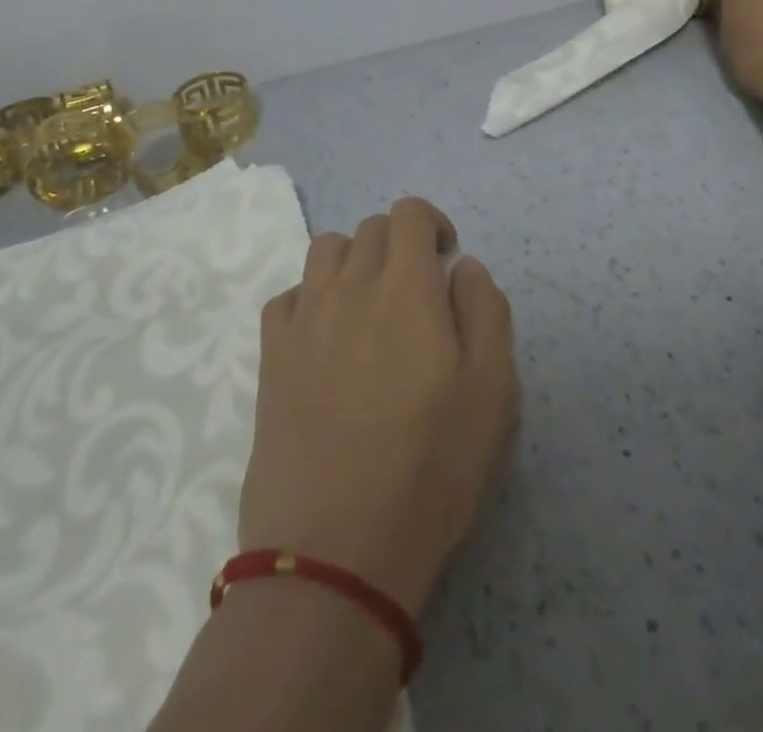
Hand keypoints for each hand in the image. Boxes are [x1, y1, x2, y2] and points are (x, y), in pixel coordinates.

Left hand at [239, 197, 517, 616]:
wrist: (334, 548)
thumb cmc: (428, 469)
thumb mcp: (492, 393)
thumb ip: (485, 311)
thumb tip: (463, 265)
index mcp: (405, 288)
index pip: (409, 213)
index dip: (432, 224)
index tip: (445, 261)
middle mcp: (349, 285)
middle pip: (370, 228)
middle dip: (399, 245)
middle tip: (416, 296)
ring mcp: (303, 318)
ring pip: (326, 250)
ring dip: (354, 262)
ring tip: (370, 309)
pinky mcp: (271, 354)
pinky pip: (288, 295)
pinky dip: (311, 297)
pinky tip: (325, 338)